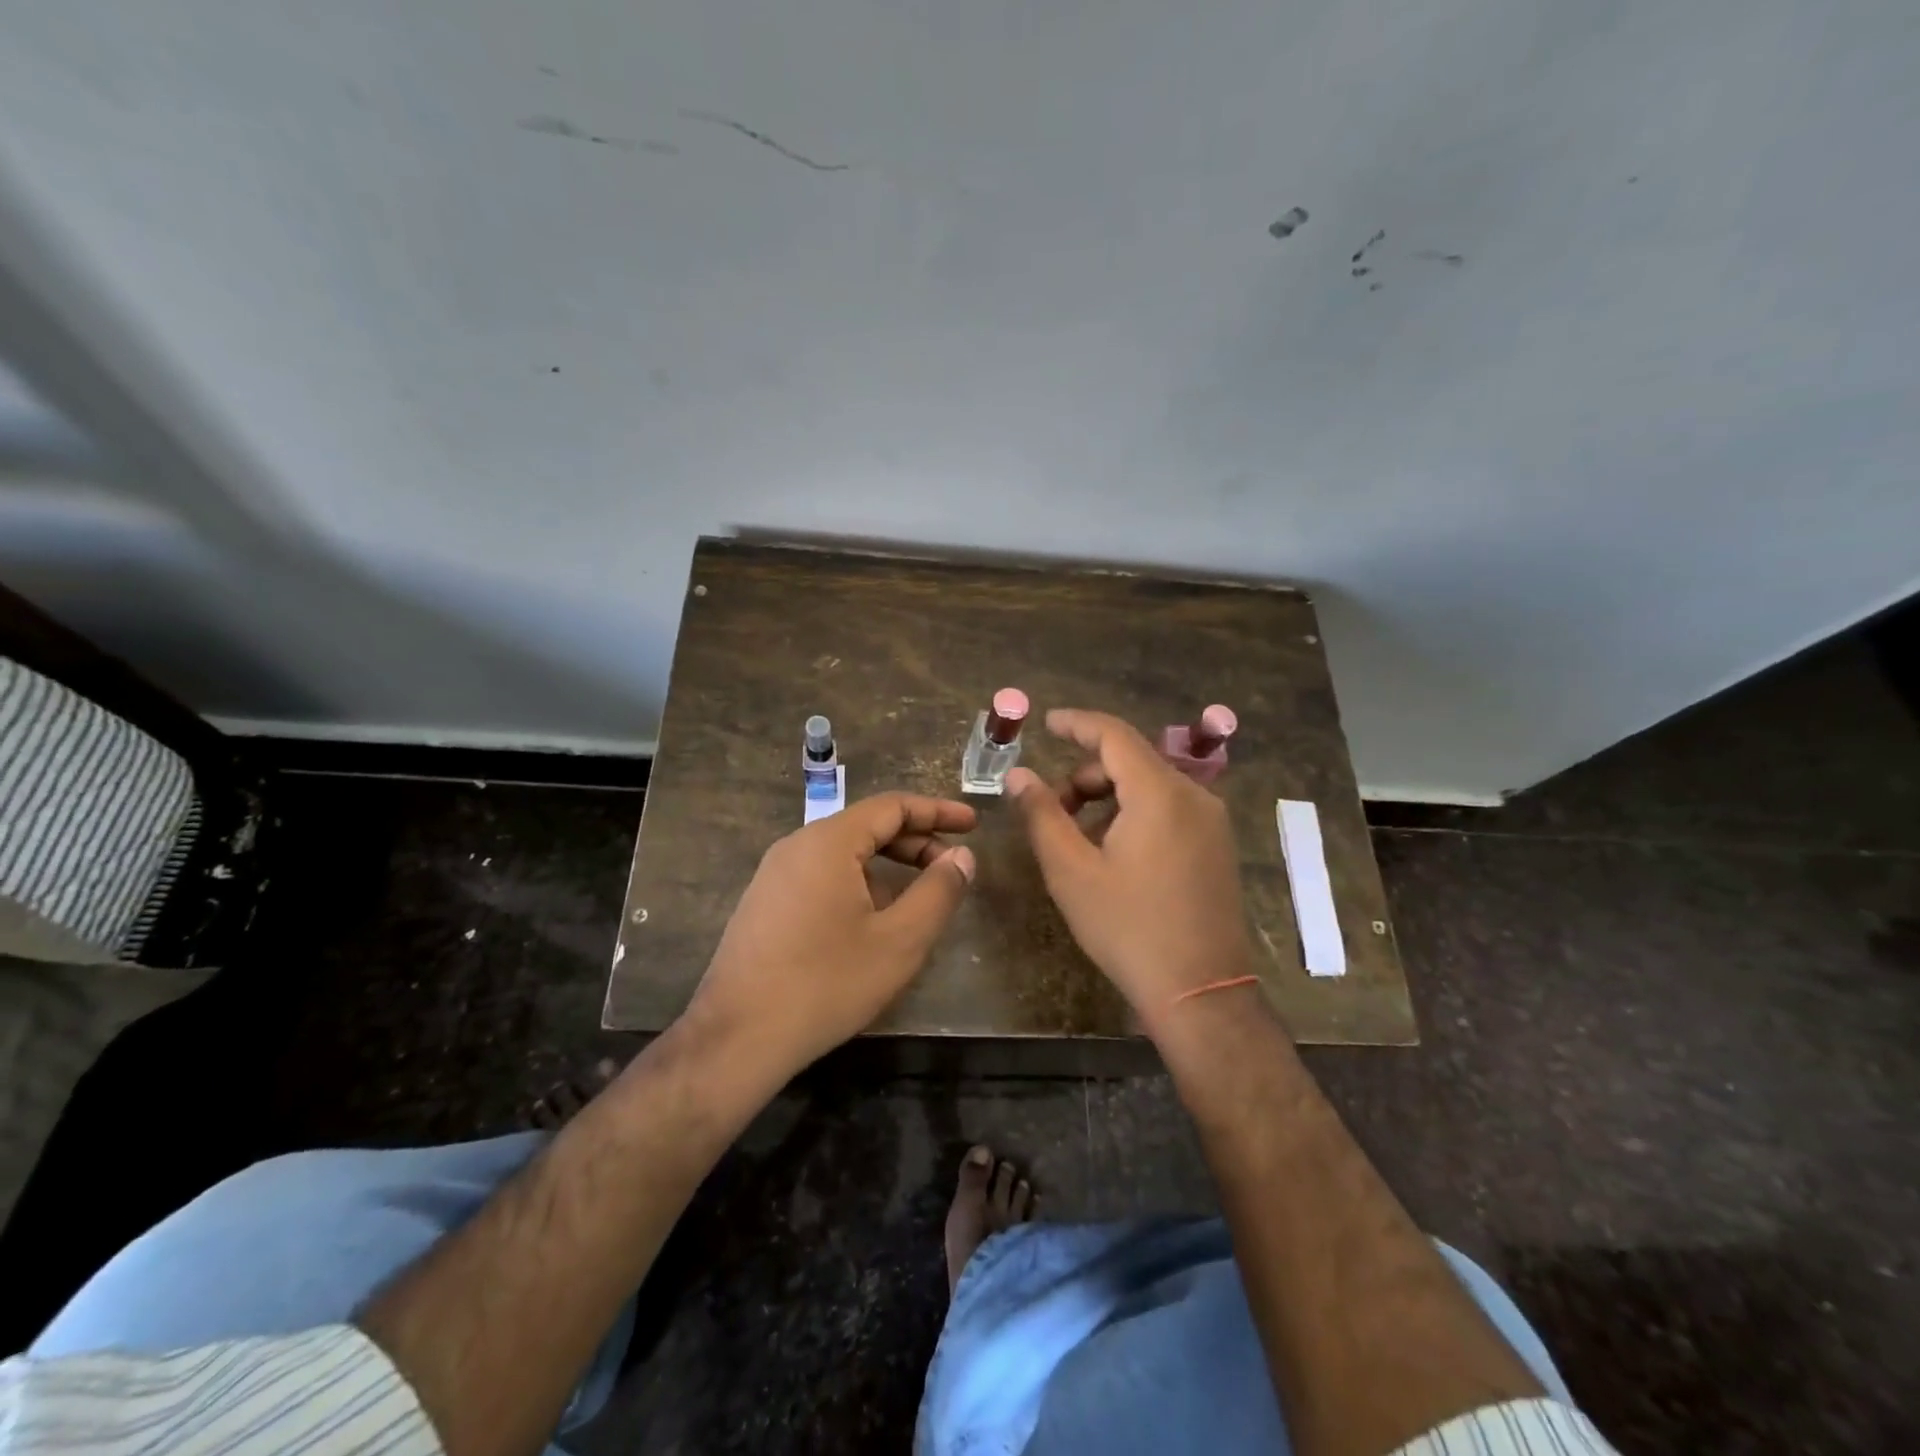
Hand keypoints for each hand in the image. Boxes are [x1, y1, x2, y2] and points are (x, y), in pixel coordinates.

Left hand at [683, 792, 976, 1076]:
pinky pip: (823, 877)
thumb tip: (962, 857)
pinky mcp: (766, 904)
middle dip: (916, 841)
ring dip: (889, 866)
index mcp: (828, 842)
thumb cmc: (826, 983)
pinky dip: (860, 884)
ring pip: (845, 854)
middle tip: (954, 866)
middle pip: (867, 827)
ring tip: (922, 897)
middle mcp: (797, 846)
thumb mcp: (899, 941)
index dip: (937, 812)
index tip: (973, 825)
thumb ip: (938, 892)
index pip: (892, 806)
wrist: (736, 1039)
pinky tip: (875, 921)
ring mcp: (775, 876)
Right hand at [1009, 709, 1251, 1033]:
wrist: (1200, 992)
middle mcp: (1194, 796)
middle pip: (1130, 762)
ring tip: (1078, 841)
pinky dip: (1133, 815)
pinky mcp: (1217, 845)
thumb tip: (1019, 775)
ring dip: (1107, 799)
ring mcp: (1211, 822)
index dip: (1076, 724)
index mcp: (1160, 793)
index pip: (1114, 735)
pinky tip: (1113, 854)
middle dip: (1085, 776)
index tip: (1046, 723)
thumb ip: (1042, 814)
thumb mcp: (1071, 871)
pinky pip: (1168, 809)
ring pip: (1148, 787)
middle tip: (1052, 813)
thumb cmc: (1128, 928)